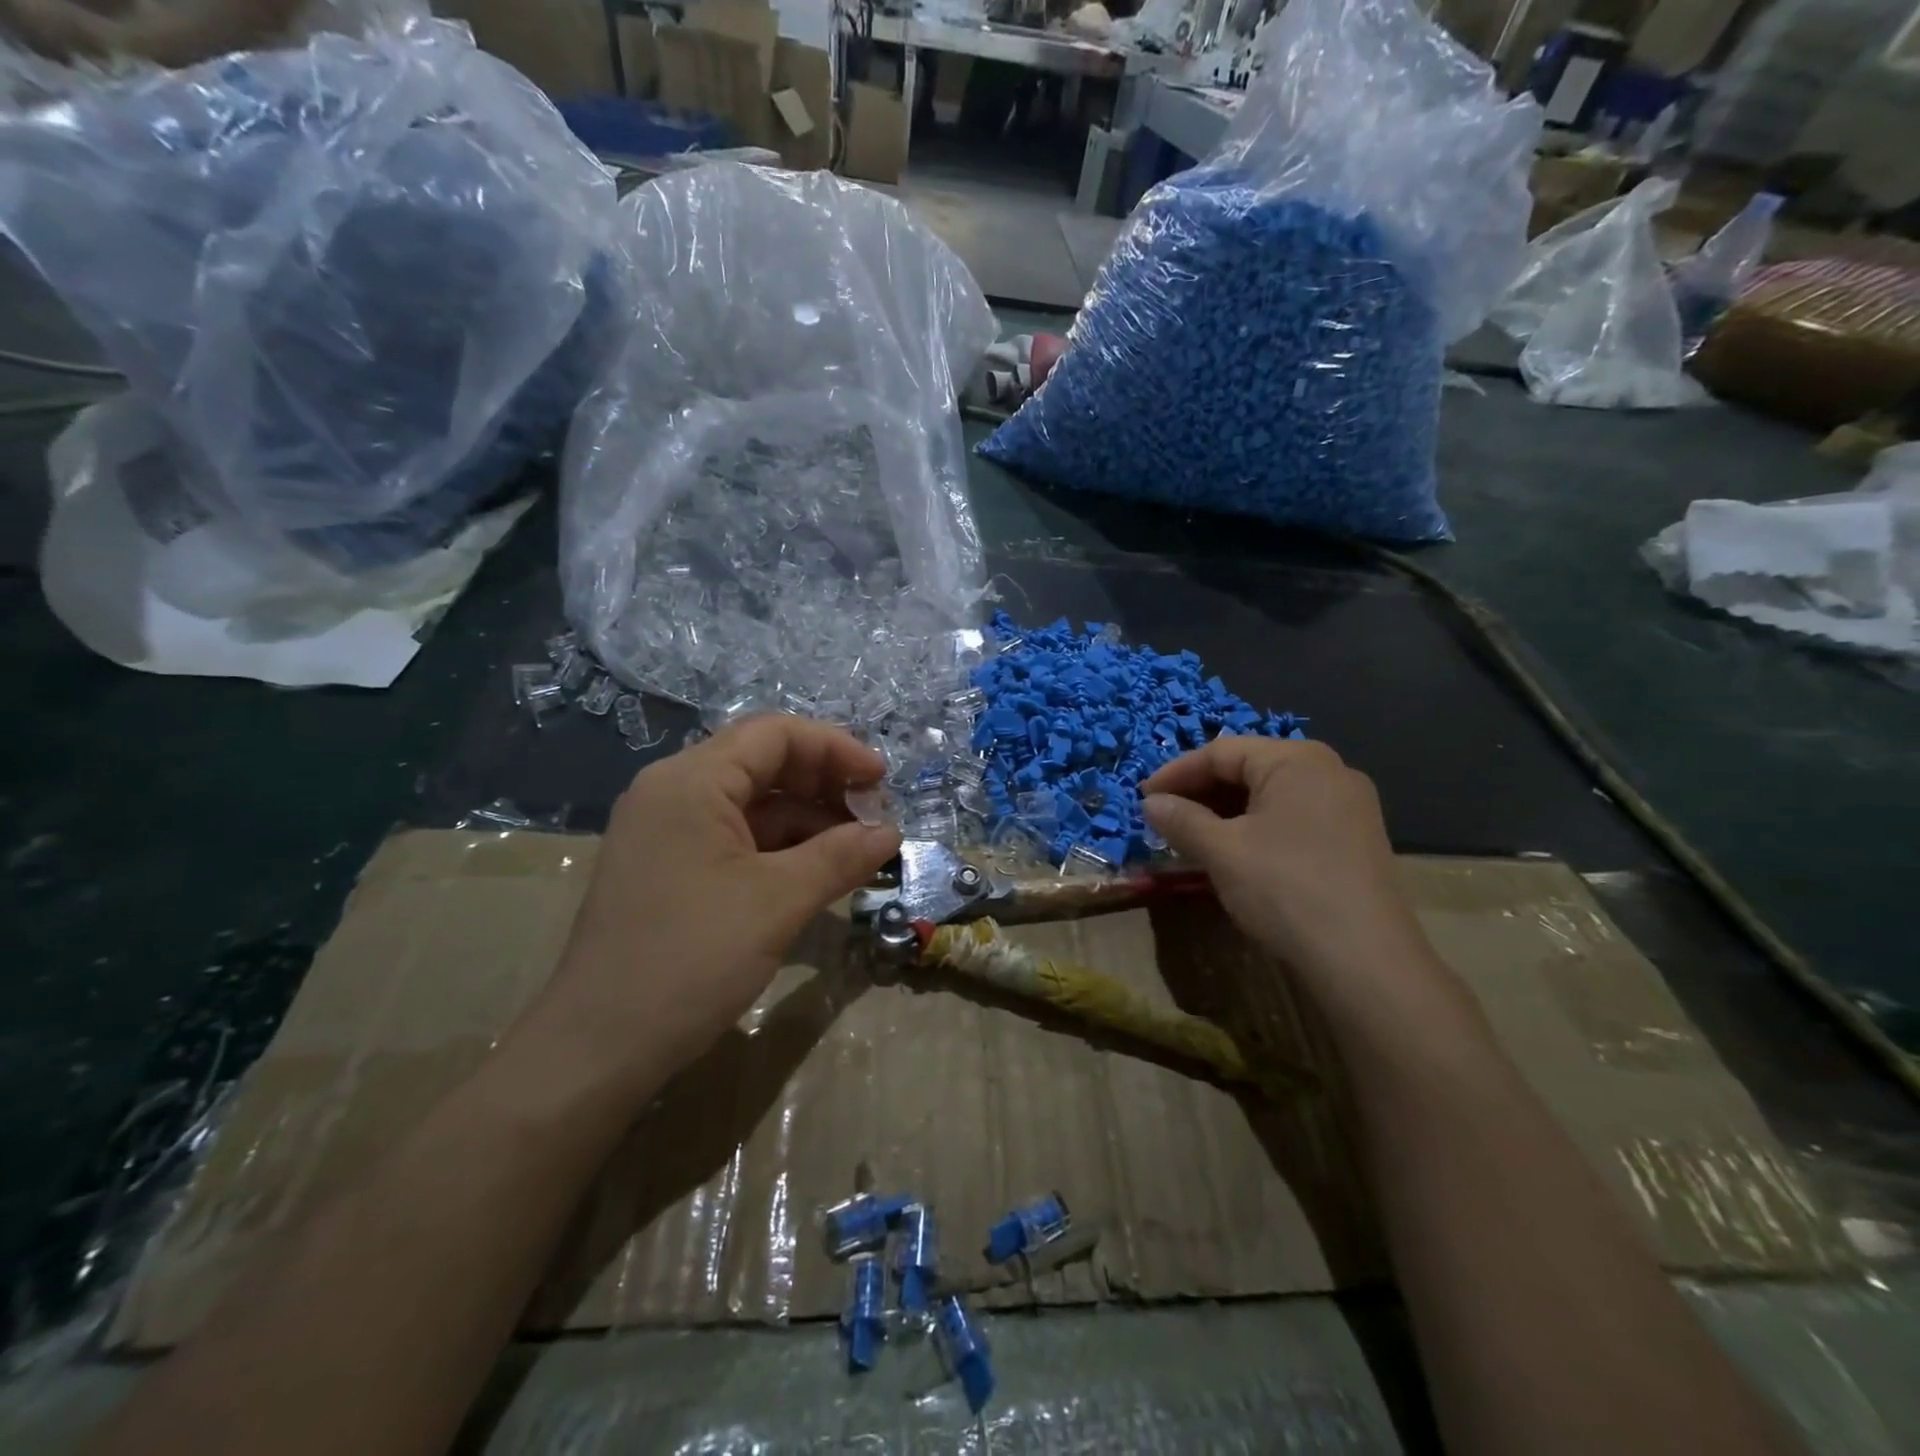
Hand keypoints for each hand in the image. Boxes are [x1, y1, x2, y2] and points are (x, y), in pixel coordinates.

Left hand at [533, 716, 900, 1095]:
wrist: (597, 1049)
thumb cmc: (690, 958)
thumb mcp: (778, 901)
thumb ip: (840, 856)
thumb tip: (891, 833)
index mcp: (691, 781)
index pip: (774, 734)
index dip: (836, 748)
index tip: (882, 781)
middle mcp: (673, 793)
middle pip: (762, 763)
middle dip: (824, 784)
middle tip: (873, 818)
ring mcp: (666, 832)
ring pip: (751, 804)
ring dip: (806, 820)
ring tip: (855, 851)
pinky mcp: (668, 869)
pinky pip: (734, 839)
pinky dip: (779, 849)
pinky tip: (815, 874)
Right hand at [1142, 738, 1469, 1036]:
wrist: (1365, 962)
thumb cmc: (1285, 889)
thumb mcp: (1222, 851)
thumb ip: (1182, 820)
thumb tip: (1151, 803)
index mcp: (1296, 760)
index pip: (1222, 751)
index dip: (1176, 773)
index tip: (1142, 798)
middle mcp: (1328, 770)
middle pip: (1249, 768)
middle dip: (1201, 792)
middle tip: (1164, 820)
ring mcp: (1349, 806)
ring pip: (1271, 795)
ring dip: (1226, 812)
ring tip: (1192, 839)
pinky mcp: (1356, 840)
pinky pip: (1293, 818)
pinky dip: (1256, 828)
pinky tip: (1235, 854)